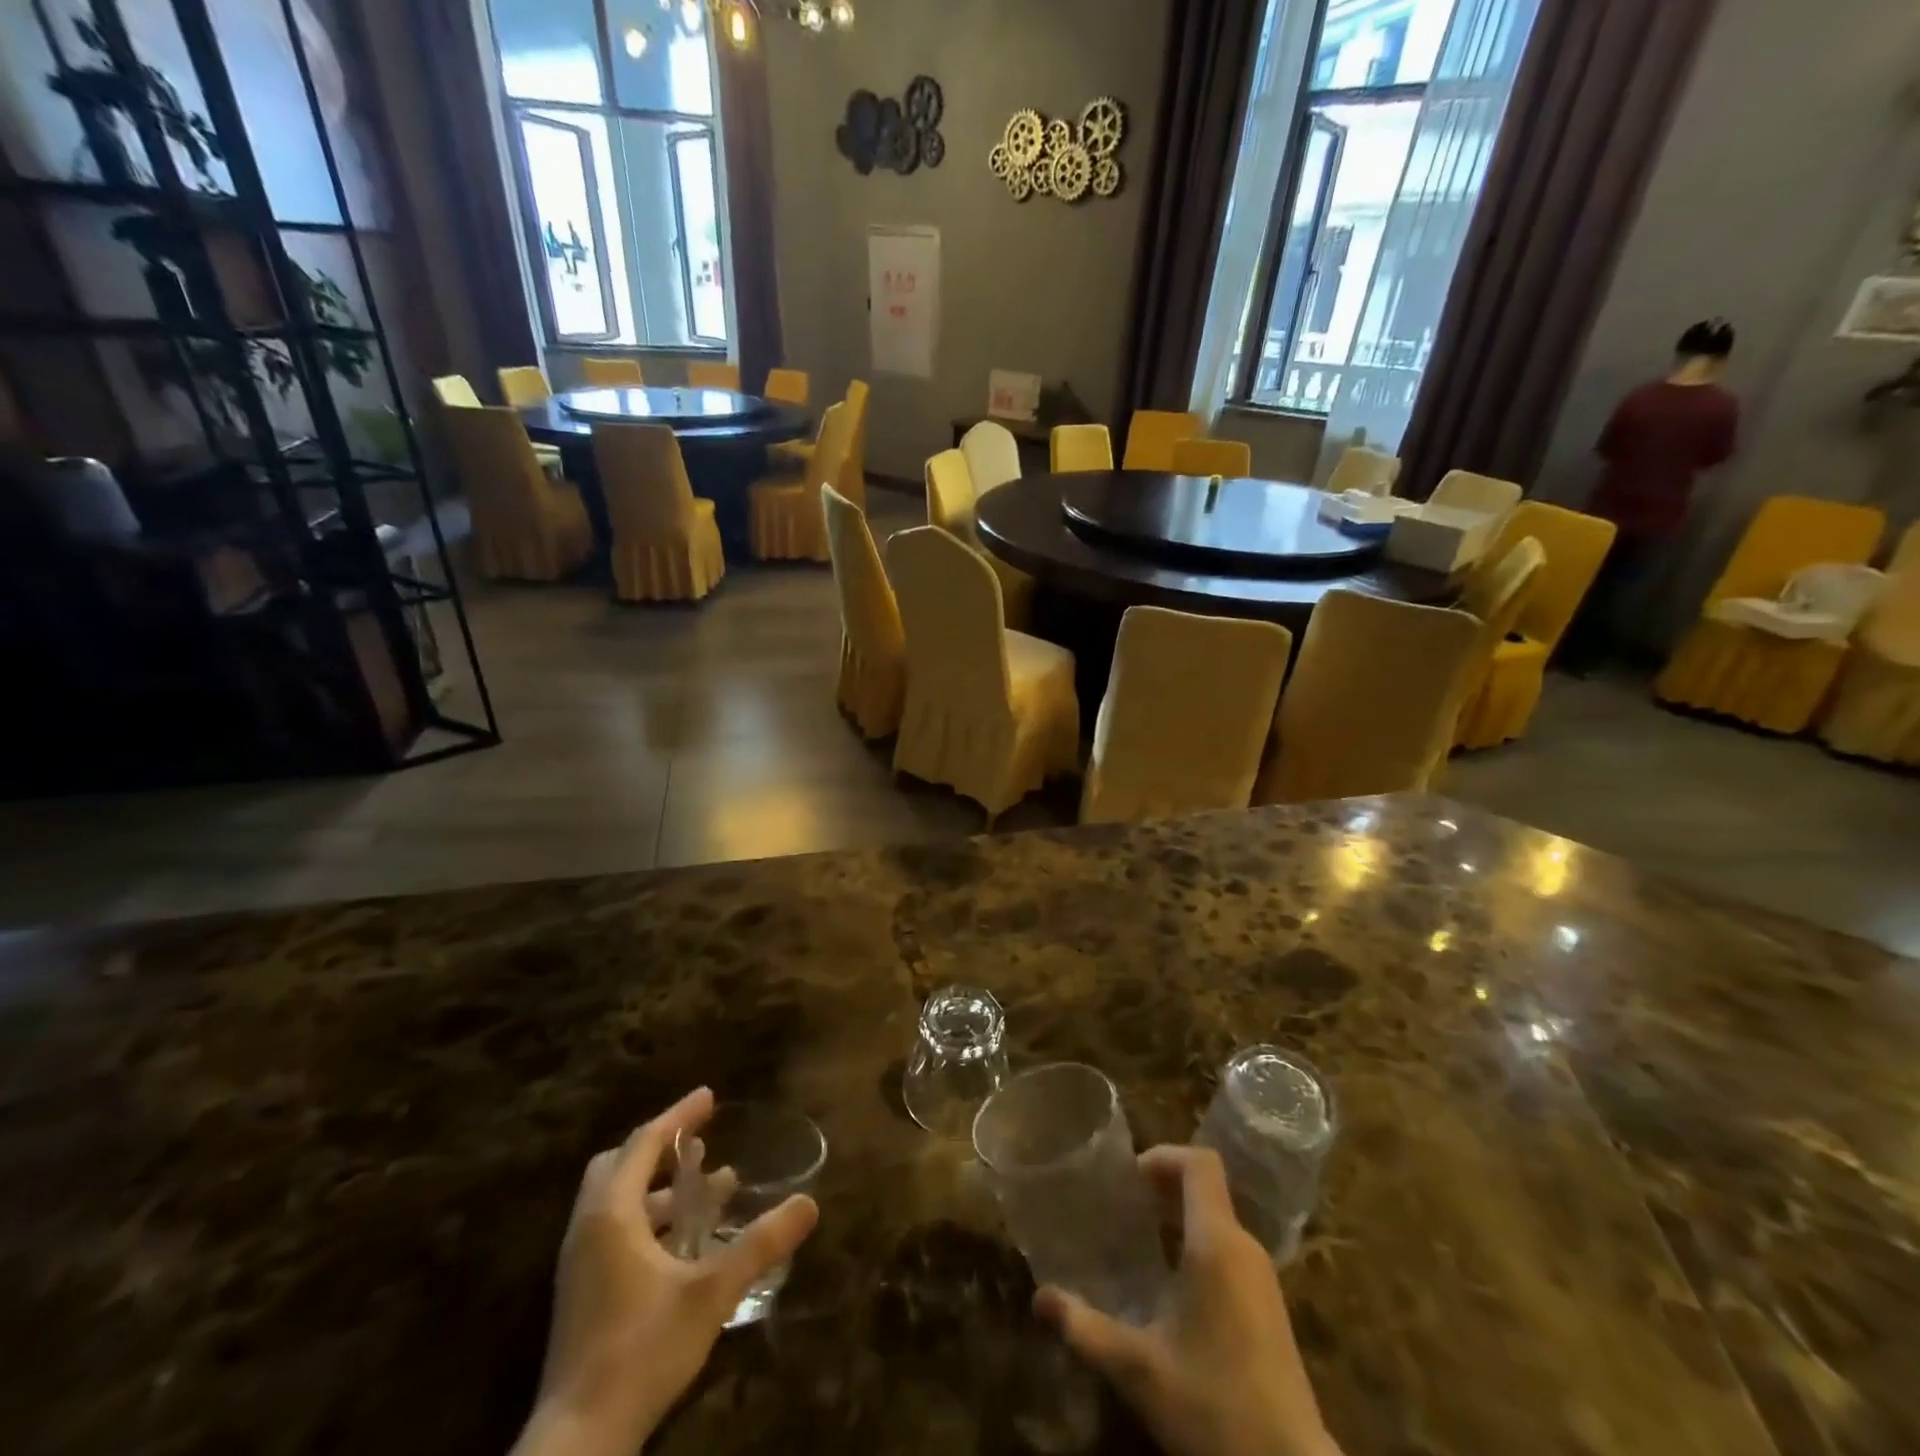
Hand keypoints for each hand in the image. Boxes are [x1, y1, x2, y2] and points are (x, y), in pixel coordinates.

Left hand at [512, 1088, 820, 1455]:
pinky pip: (616, 1230)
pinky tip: (685, 1244)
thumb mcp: (712, 1292)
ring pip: (618, 1200)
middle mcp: (588, 1229)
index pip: (644, 1143)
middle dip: (662, 1146)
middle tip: (702, 1141)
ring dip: (660, 1187)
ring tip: (707, 1188)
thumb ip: (760, 1244)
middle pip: (620, 1165)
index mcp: (611, 1215)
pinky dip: (650, 1218)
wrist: (579, 1442)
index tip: (710, 1097)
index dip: (679, 1116)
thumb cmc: (643, 1350)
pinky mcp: (583, 1295)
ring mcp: (580, 1264)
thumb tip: (809, 1204)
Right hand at [1034, 1146, 1339, 1455]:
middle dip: (1162, 1187)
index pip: (1200, 1163)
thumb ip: (1085, 1328)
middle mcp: (1245, 1248)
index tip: (1127, 1179)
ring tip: (1138, 1242)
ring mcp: (1263, 1279)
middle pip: (1205, 1188)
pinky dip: (1196, 1245)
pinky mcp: (1270, 1307)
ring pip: (1218, 1220)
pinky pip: (1229, 1250)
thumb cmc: (1213, 1406)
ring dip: (1178, 1218)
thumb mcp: (1138, 1369)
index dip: (1163, 1156)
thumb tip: (1039, 1298)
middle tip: (1121, 1208)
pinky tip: (1169, 1286)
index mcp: (1217, 1243)